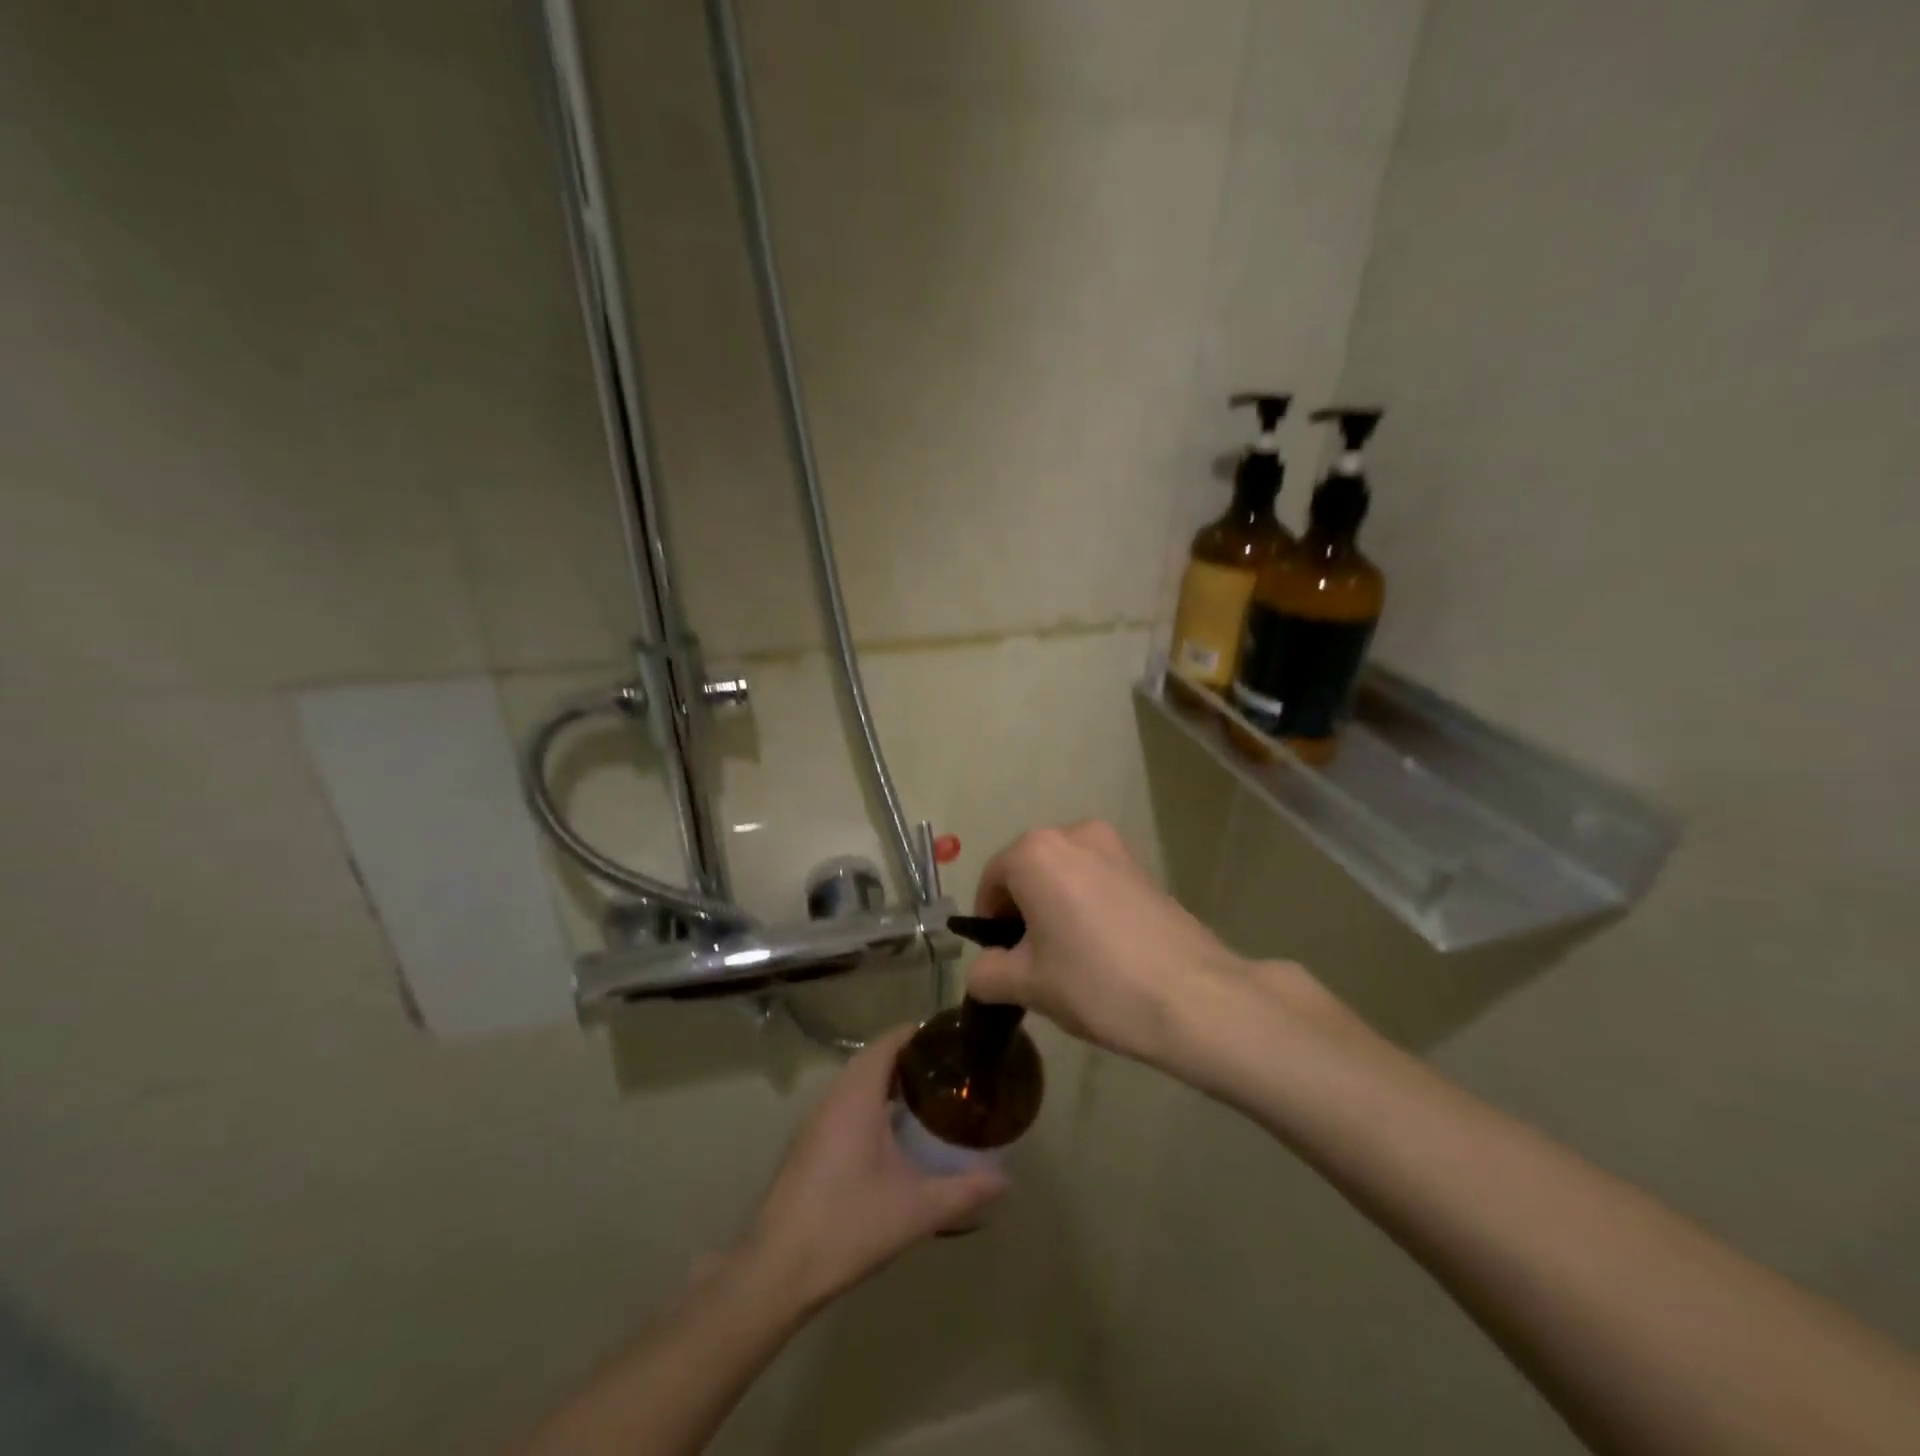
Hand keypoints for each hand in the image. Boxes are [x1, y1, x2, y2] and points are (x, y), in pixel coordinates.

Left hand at [739, 1027, 1005, 1311]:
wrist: (776, 1270)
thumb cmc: (847, 1225)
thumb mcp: (916, 1210)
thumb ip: (964, 1192)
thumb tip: (1006, 1182)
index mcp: (857, 1096)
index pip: (888, 1042)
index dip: (919, 1034)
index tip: (952, 1041)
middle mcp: (833, 1098)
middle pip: (874, 1059)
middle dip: (910, 1059)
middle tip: (950, 1073)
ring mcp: (815, 1122)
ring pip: (857, 1084)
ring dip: (888, 1083)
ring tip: (929, 1100)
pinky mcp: (808, 1146)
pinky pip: (845, 1106)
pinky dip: (871, 1105)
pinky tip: (893, 1137)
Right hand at [965, 821, 1309, 1070]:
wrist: (1194, 998)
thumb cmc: (1097, 983)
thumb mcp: (1027, 985)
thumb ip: (986, 972)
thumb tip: (983, 970)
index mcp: (1036, 852)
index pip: (992, 881)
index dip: (989, 922)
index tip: (1000, 961)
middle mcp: (1073, 834)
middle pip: (1028, 872)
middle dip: (1022, 913)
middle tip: (1033, 963)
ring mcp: (1115, 847)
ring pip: (1064, 875)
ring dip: (1055, 908)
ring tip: (1071, 959)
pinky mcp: (1144, 867)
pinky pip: (1097, 880)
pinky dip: (1087, 906)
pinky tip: (1104, 950)